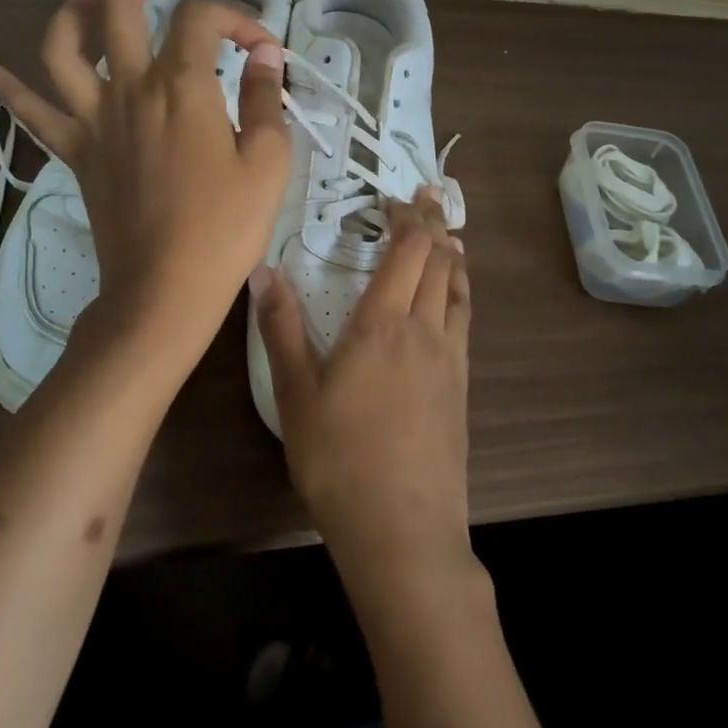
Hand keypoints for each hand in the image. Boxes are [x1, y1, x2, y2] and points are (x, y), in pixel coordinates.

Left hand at [0, 0, 291, 367]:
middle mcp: (130, 88)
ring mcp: (95, 119)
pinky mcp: (76, 152)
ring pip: (63, 47)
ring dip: (74, 12)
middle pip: (121, 8)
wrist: (164, 289)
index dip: (237, 17)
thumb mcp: (268, 160)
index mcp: (182, 86)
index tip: (263, 46)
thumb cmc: (225, 227)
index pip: (203, 19)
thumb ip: (264, 98)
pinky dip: (12, 89)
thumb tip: (265, 55)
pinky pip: (34, 114)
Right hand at [253, 189, 474, 598]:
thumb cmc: (340, 460)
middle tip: (427, 198)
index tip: (396, 197)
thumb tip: (262, 270)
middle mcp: (423, 329)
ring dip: (452, 255)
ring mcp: (450, 359)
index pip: (406, 251)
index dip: (407, 217)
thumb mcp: (296, 395)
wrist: (403, 529)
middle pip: (437, 260)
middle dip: (432, 223)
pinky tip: (455, 298)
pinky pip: (466, 319)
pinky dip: (461, 291)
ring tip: (448, 236)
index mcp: (382, 324)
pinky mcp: (462, 387)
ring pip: (458, 288)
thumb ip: (281, 329)